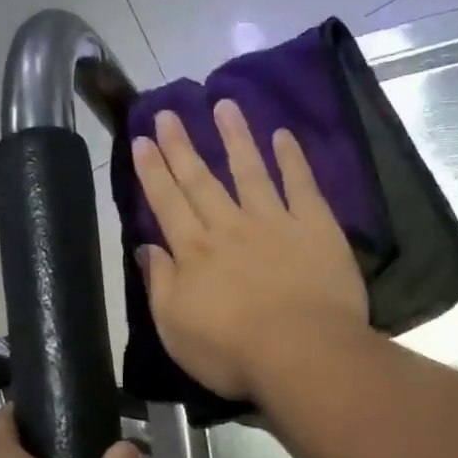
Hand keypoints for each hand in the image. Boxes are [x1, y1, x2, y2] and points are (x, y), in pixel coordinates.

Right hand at [132, 99, 368, 399]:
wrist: (302, 352)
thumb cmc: (232, 352)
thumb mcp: (176, 329)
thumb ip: (160, 285)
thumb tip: (147, 248)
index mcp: (194, 253)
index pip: (168, 204)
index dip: (153, 171)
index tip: (143, 139)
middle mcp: (229, 228)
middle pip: (202, 180)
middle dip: (182, 146)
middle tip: (169, 112)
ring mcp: (274, 222)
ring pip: (250, 170)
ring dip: (236, 137)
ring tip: (224, 105)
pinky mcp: (314, 227)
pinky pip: (301, 185)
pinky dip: (292, 159)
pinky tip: (284, 136)